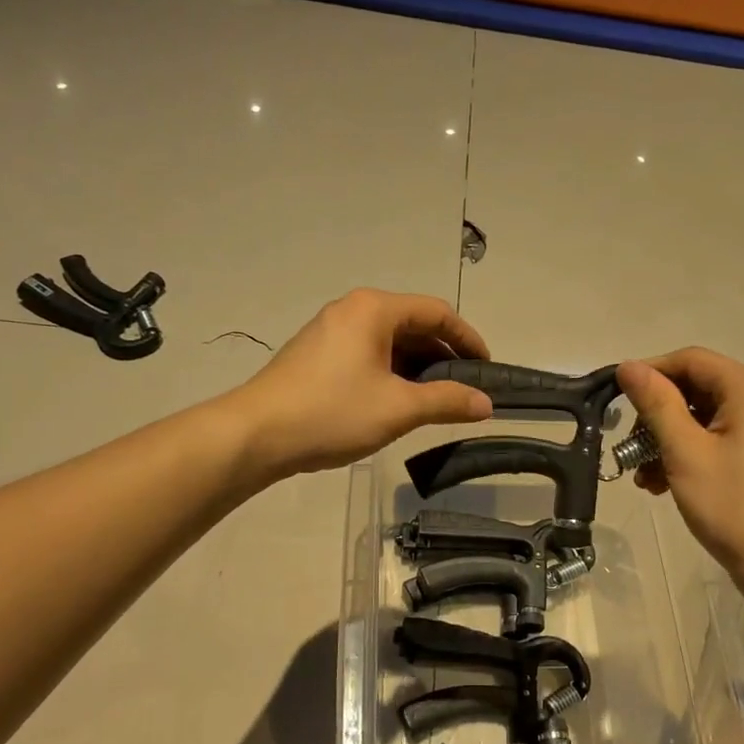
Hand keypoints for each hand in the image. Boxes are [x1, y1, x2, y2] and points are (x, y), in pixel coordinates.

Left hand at [233, 289, 492, 477]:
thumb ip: (447, 401)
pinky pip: (367, 352)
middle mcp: (352, 309)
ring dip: (417, 365)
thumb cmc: (332, 412)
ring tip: (436, 399)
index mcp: (374, 309)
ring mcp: (330, 330)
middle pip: (412, 323)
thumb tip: (486, 403)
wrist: (256, 434)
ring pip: (389, 340)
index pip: (437, 312)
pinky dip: (391, 370)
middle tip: (465, 388)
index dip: (468, 338)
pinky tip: (397, 400)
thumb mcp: (398, 408)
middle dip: (443, 354)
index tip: (487, 368)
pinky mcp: (316, 353)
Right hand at [617, 349, 743, 581]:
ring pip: (700, 416)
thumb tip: (628, 366)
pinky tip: (662, 483)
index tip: (617, 399)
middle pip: (694, 387)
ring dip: (666, 439)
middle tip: (630, 446)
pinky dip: (686, 453)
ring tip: (643, 475)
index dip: (650, 373)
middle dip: (657, 415)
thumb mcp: (685, 451)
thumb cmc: (733, 504)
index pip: (690, 360)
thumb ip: (656, 404)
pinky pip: (714, 437)